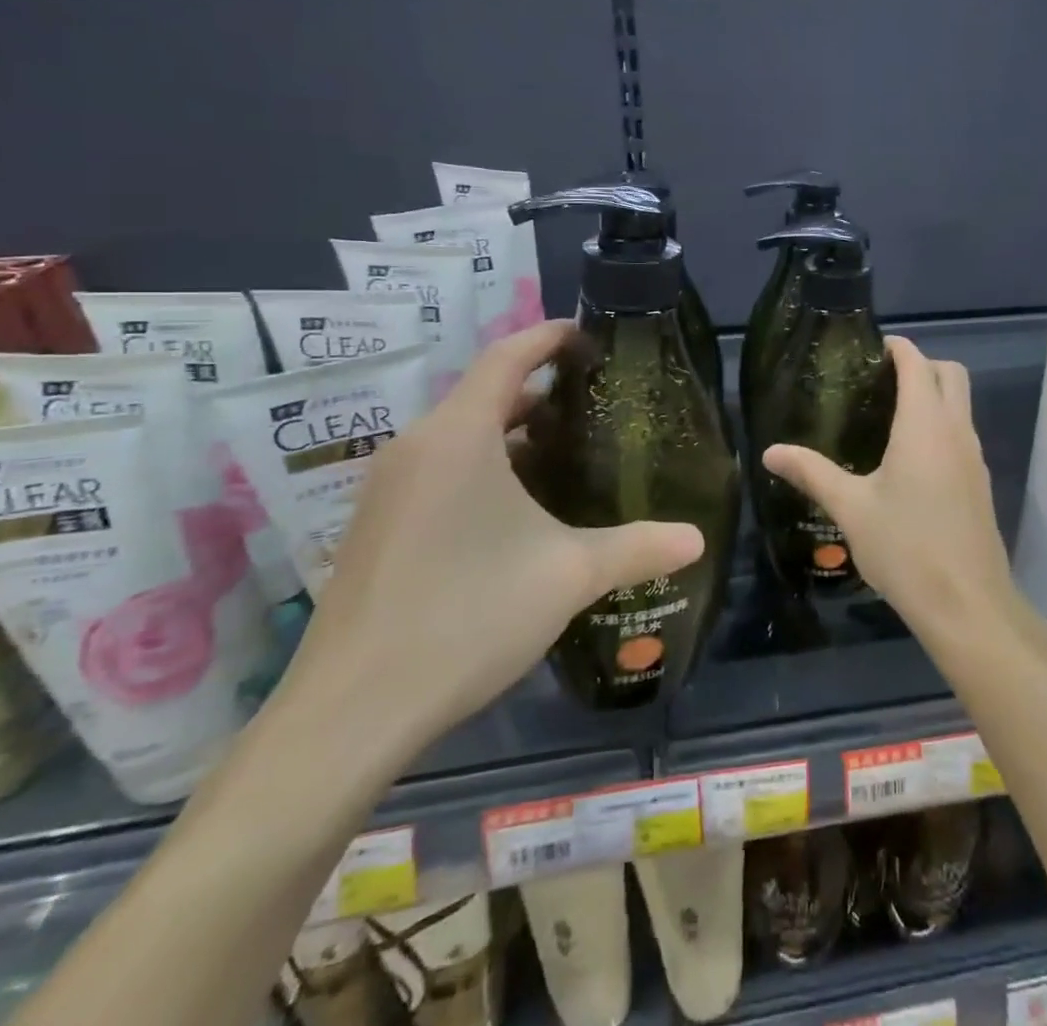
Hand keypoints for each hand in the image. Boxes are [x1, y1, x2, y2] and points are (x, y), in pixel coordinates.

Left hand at [286, 321, 704, 757]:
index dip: (548, 337)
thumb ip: (637, 548)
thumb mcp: (568, 575)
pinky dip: (483, 466)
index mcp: (457, 435)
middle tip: (595, 401)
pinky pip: (439, 470)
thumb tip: (697, 539)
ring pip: (460, 435)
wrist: (350, 712)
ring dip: (511, 432)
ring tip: (566, 450)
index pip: (506, 356)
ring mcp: (388, 489)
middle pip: (483, 393)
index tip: (589, 335)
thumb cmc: (466, 615)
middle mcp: (416, 448)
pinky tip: (518, 509)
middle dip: (539, 389)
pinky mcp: (376, 527)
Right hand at [764, 336, 1012, 637]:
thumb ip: (811, 473)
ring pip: (961, 404)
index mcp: (924, 424)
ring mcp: (974, 456)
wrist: (967, 604)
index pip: (917, 362)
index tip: (867, 350)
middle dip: (920, 364)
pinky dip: (941, 424)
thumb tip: (770, 452)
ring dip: (934, 394)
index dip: (896, 347)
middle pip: (950, 373)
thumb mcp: (851, 508)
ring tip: (888, 416)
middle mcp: (956, 430)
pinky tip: (910, 459)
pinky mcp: (980, 482)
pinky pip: (963, 433)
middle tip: (879, 381)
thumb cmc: (906, 547)